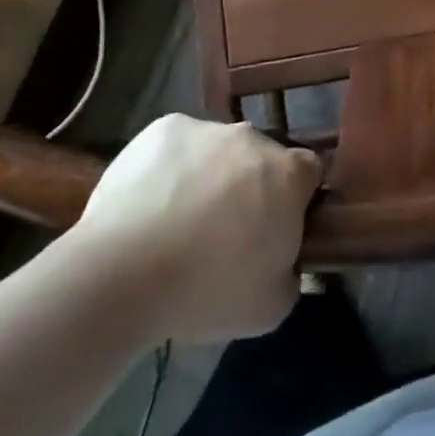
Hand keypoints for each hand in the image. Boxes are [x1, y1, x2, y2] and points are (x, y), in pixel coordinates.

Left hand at [69, 114, 323, 343]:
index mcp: (288, 174)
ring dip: (211, 175)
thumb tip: (285, 258)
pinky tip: (152, 202)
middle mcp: (253, 138)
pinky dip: (172, 166)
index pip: (310, 172)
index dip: (298, 199)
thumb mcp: (271, 307)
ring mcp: (206, 128)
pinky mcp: (164, 128)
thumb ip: (292, 273)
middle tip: (226, 231)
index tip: (278, 227)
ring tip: (179, 220)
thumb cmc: (208, 290)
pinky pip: (178, 145)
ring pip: (218, 150)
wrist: (124, 272)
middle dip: (251, 186)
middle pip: (262, 158)